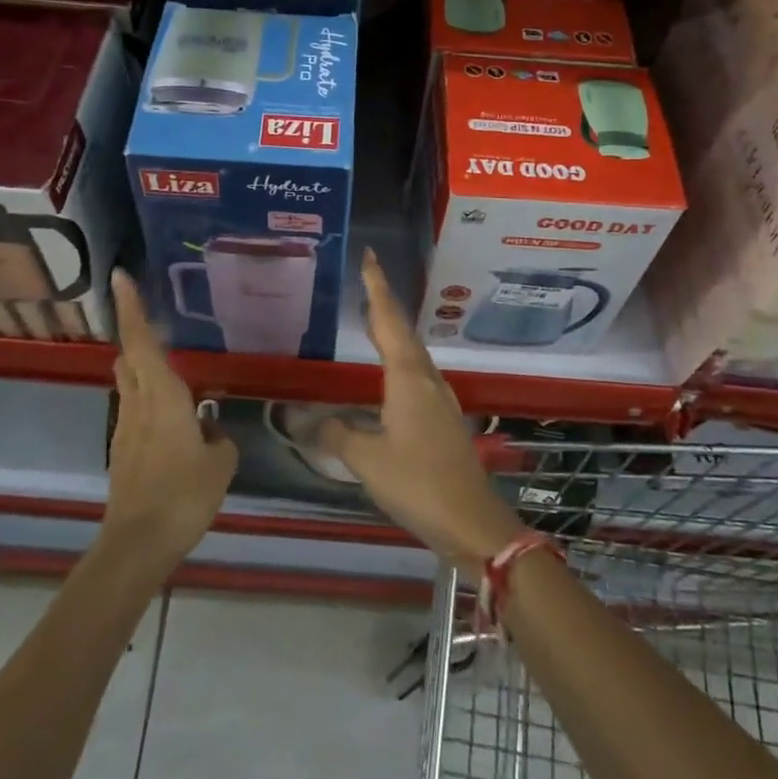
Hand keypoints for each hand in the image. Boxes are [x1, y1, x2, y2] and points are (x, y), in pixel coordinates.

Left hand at [103, 269, 236, 575]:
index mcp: (162, 396)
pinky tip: (173, 413)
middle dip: (135, 331)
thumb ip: (220, 440)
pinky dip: (148, 395)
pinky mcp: (123, 449)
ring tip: (169, 361)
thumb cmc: (182, 495)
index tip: (120, 275)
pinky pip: (134, 407)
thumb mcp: (219, 465)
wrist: (137, 544)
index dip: (130, 307)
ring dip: (142, 363)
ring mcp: (125, 427)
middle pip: (129, 356)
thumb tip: (213, 431)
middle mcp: (138, 403)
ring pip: (129, 381)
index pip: (140, 341)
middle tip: (153, 313)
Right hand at [319, 250, 522, 572]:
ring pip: (413, 353)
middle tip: (367, 279)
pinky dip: (401, 358)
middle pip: (403, 331)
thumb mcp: (367, 460)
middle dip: (384, 303)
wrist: (472, 521)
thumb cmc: (418, 483)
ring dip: (394, 330)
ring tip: (374, 317)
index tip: (370, 257)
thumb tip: (305, 418)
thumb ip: (335, 434)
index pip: (388, 321)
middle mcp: (427, 379)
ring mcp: (440, 399)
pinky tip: (393, 372)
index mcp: (408, 378)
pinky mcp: (444, 419)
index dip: (377, 288)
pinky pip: (418, 374)